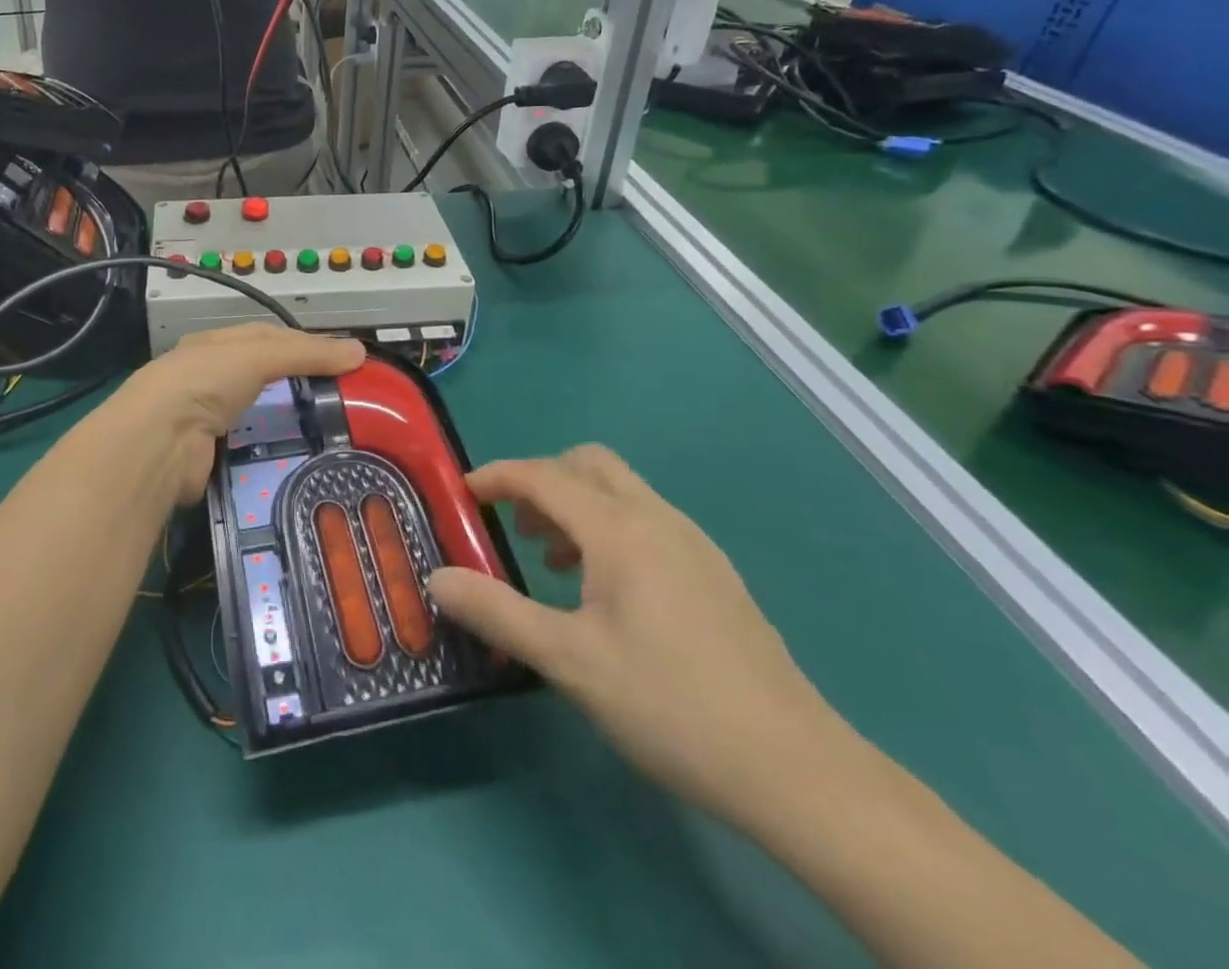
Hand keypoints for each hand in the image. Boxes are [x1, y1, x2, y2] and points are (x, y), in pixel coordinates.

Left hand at [111, 325, 364, 504]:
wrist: (158, 441)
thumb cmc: (204, 381)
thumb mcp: (258, 355)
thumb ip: (306, 354)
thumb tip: (360, 351)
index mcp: (214, 345)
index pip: (267, 337)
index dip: (304, 343)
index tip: (342, 358)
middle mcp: (207, 378)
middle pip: (261, 376)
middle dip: (296, 384)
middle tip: (341, 397)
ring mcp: (205, 418)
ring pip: (256, 415)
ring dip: (285, 420)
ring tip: (329, 429)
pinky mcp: (209, 456)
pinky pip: (249, 449)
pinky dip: (271, 451)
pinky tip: (298, 455)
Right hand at [427, 447, 849, 829]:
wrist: (794, 767)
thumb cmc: (669, 703)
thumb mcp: (568, 661)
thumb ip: (497, 612)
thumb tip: (437, 578)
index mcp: (620, 529)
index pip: (544, 476)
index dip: (498, 476)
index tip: (462, 493)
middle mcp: (657, 518)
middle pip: (588, 464)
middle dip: (542, 480)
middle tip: (514, 525)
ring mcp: (693, 543)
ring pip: (620, 492)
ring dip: (575, 506)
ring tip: (551, 562)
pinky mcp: (714, 572)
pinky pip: (646, 521)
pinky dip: (608, 529)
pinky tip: (604, 592)